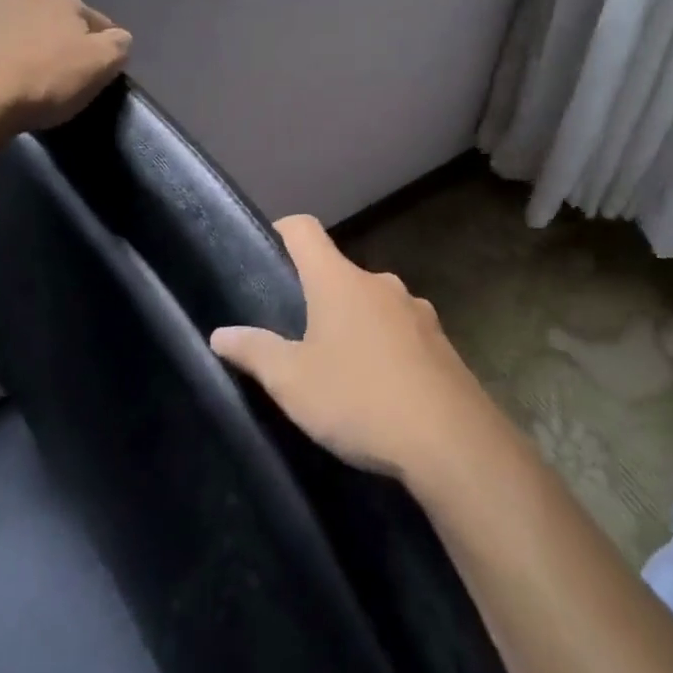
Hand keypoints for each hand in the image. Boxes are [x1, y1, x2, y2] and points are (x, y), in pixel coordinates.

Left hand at [0, 0, 130, 142]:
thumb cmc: (46, 82)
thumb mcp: (99, 67)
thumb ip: (117, 46)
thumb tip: (119, 37)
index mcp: (68, 4)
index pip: (96, 19)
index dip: (103, 41)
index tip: (102, 65)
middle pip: (56, 9)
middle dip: (62, 27)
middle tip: (62, 58)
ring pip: (22, 12)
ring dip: (29, 27)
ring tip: (29, 56)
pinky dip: (1, 39)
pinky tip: (1, 59)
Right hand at [209, 215, 495, 479]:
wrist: (452, 443)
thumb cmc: (359, 400)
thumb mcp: (293, 382)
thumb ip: (254, 352)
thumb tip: (220, 334)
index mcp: (339, 281)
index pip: (305, 230)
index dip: (282, 231)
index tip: (265, 252)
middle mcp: (380, 283)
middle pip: (339, 272)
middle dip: (316, 295)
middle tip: (294, 333)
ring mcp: (417, 311)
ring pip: (372, 304)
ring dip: (353, 324)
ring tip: (337, 367)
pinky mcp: (442, 343)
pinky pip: (401, 332)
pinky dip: (384, 347)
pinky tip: (379, 389)